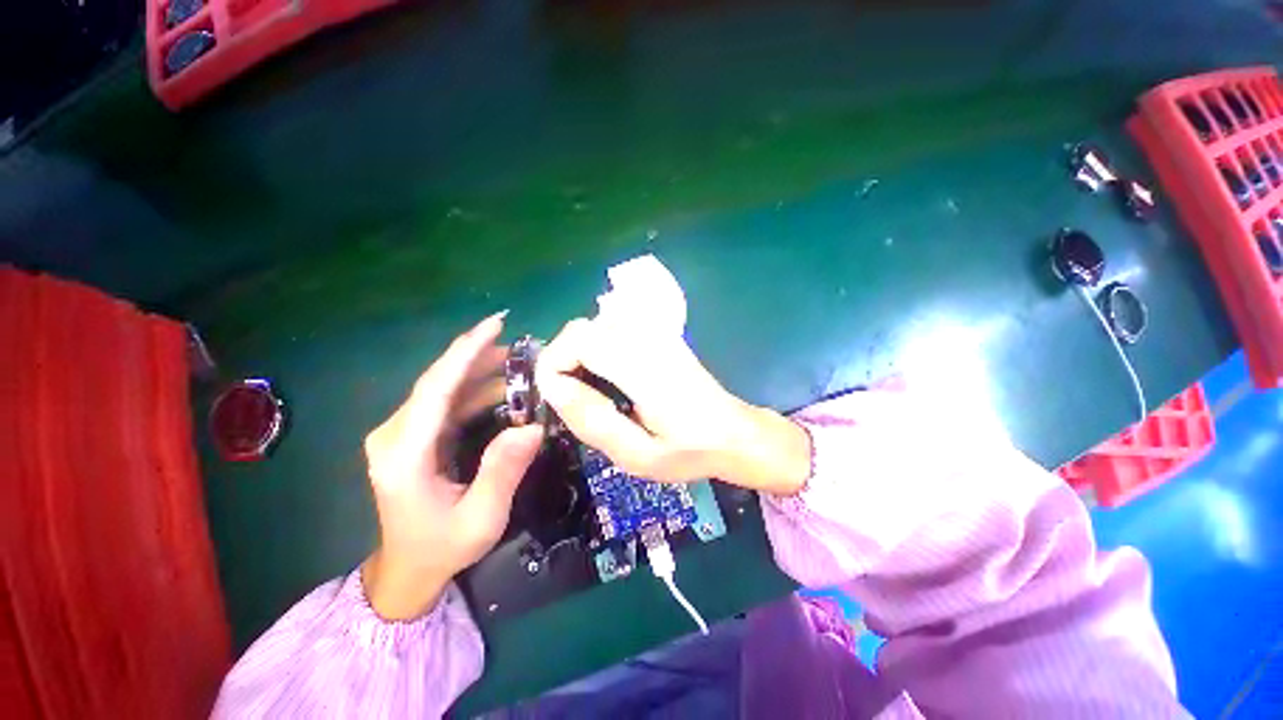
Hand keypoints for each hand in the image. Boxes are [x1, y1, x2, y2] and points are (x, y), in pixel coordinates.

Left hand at [362, 312, 542, 619]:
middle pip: (438, 382)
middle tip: (520, 345)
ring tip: (518, 362)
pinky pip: (445, 403)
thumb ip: (503, 471)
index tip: (495, 325)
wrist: (409, 569)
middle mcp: (395, 435)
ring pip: (442, 389)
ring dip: (479, 372)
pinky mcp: (413, 437)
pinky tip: (502, 388)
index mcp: (404, 453)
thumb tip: (532, 427)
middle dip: (477, 357)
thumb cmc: (444, 546)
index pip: (436, 388)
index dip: (465, 352)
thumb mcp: (482, 516)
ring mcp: (401, 434)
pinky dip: (474, 390)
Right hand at [534, 318, 809, 494]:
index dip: (554, 364)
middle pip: (582, 328)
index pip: (580, 339)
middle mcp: (648, 339)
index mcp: (644, 368)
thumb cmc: (688, 451)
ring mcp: (656, 333)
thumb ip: (594, 421)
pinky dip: (596, 350)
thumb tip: (553, 388)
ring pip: (595, 326)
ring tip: (589, 393)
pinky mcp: (659, 335)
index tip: (555, 398)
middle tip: (570, 400)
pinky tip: (609, 380)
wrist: (733, 432)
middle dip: (563, 360)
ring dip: (579, 356)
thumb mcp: (637, 455)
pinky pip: (612, 330)